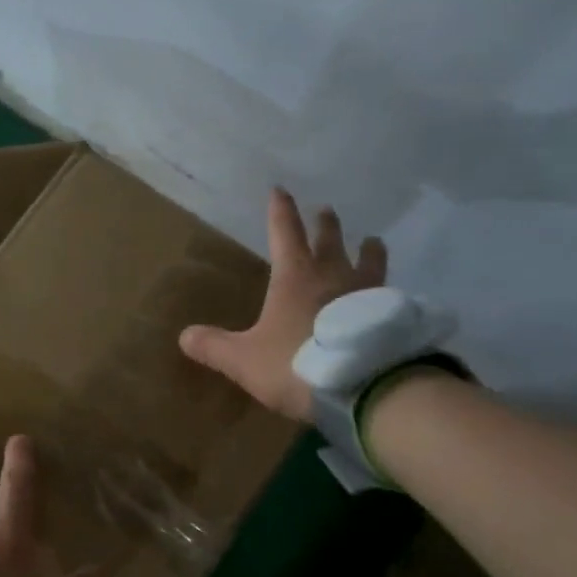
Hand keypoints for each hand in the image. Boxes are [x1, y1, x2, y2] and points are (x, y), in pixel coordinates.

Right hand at [178, 189, 387, 420]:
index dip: (280, 211)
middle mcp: (333, 275)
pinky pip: (388, 292)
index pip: (284, 233)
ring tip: (372, 241)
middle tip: (326, 210)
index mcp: (295, 277)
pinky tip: (390, 293)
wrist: (366, 387)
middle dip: (324, 225)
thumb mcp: (244, 360)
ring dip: (367, 249)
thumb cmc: (297, 364)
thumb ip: (214, 347)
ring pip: (369, 261)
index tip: (280, 190)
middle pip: (329, 240)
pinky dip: (385, 286)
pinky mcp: (391, 316)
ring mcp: (368, 294)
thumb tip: (184, 336)